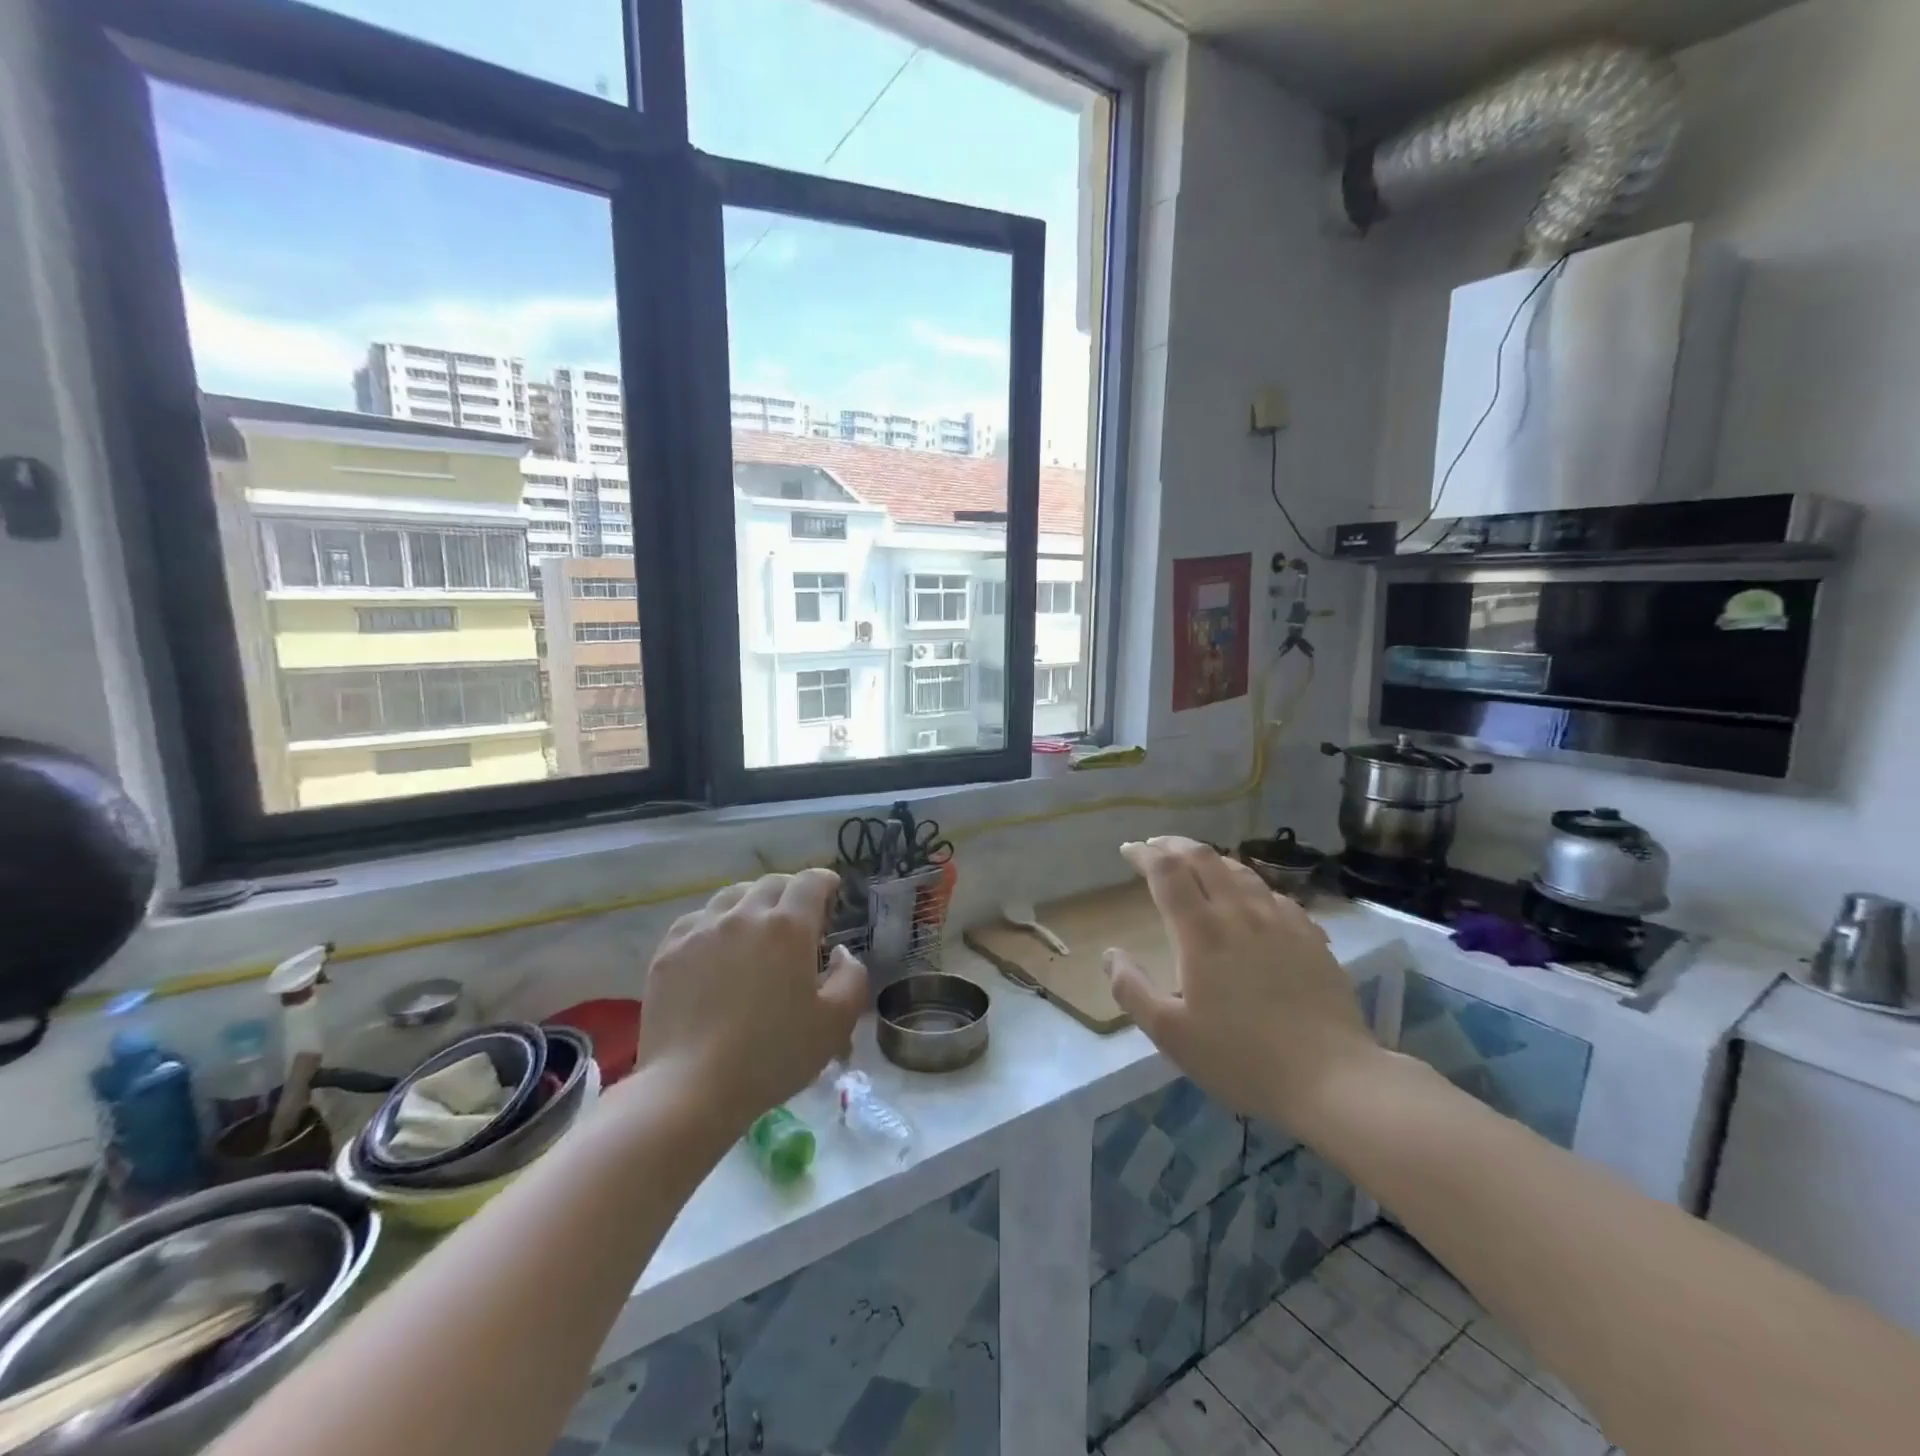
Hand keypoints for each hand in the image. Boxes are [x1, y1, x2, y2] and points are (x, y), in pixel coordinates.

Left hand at [638, 869, 866, 1134]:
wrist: (691, 1088)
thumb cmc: (773, 1055)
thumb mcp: (835, 1023)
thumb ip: (852, 977)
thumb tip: (841, 952)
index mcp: (789, 927)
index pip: (811, 881)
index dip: (825, 881)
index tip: (832, 892)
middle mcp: (745, 915)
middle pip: (772, 883)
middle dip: (791, 892)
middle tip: (799, 917)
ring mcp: (702, 930)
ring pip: (732, 895)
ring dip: (752, 902)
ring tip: (756, 927)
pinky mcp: (669, 950)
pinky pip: (698, 919)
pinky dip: (716, 923)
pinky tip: (717, 947)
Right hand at [1104, 837, 1379, 1129]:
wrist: (1333, 1079)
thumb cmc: (1242, 1058)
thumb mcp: (1171, 1034)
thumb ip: (1132, 990)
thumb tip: (1110, 954)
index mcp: (1200, 932)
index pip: (1166, 871)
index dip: (1144, 854)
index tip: (1128, 850)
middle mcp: (1239, 913)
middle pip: (1203, 858)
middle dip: (1174, 845)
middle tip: (1156, 848)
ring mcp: (1280, 921)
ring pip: (1240, 870)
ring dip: (1211, 859)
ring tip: (1197, 864)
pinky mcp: (1310, 936)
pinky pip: (1273, 894)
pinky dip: (1248, 885)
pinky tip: (1250, 900)